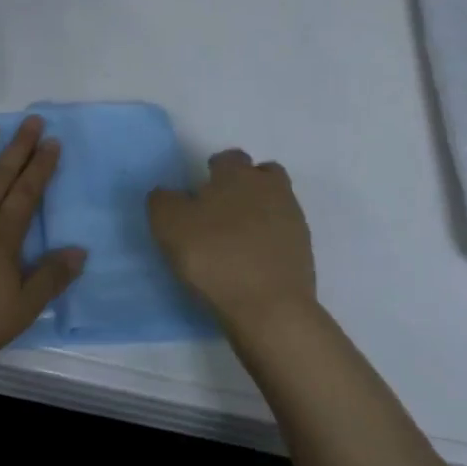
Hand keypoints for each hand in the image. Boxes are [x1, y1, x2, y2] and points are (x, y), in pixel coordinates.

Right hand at [148, 149, 317, 325]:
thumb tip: (168, 193)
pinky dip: (268, 239)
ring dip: (258, 211)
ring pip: (275, 202)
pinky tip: (250, 259)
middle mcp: (271, 188)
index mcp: (237, 174)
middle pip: (261, 174)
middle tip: (220, 210)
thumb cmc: (213, 256)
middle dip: (243, 184)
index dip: (213, 170)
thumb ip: (162, 201)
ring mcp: (293, 219)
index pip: (228, 158)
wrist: (268, 307)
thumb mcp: (168, 225)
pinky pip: (282, 233)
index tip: (198, 191)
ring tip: (235, 237)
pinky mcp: (304, 251)